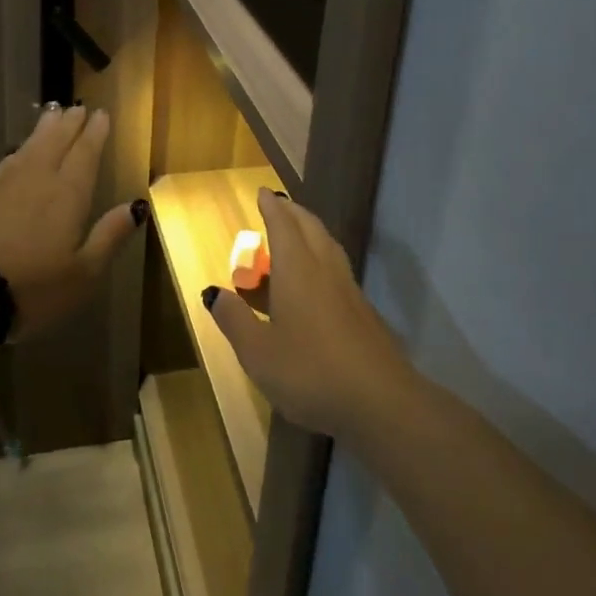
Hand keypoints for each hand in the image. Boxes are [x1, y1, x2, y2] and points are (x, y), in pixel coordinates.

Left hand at [0, 103, 142, 339]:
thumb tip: (136, 206)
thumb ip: (109, 236)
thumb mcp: (82, 273)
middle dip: (69, 124)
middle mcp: (37, 178)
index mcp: (68, 193)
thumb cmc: (31, 286)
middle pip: (56, 141)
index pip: (85, 154)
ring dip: (43, 130)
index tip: (101, 113)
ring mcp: (2, 184)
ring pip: (29, 147)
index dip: (95, 133)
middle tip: (77, 107)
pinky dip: (18, 152)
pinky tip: (16, 154)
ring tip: (51, 115)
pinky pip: (6, 163)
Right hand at [206, 190, 416, 441]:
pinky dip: (322, 258)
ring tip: (297, 234)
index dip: (272, 208)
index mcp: (297, 270)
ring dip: (311, 231)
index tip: (264, 193)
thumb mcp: (258, 353)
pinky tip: (317, 281)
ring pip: (328, 246)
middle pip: (310, 227)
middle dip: (293, 212)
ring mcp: (349, 290)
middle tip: (278, 206)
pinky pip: (337, 268)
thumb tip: (214, 292)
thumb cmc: (311, 372)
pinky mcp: (364, 312)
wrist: (382, 402)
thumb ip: (234, 320)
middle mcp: (324, 269)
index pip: (283, 225)